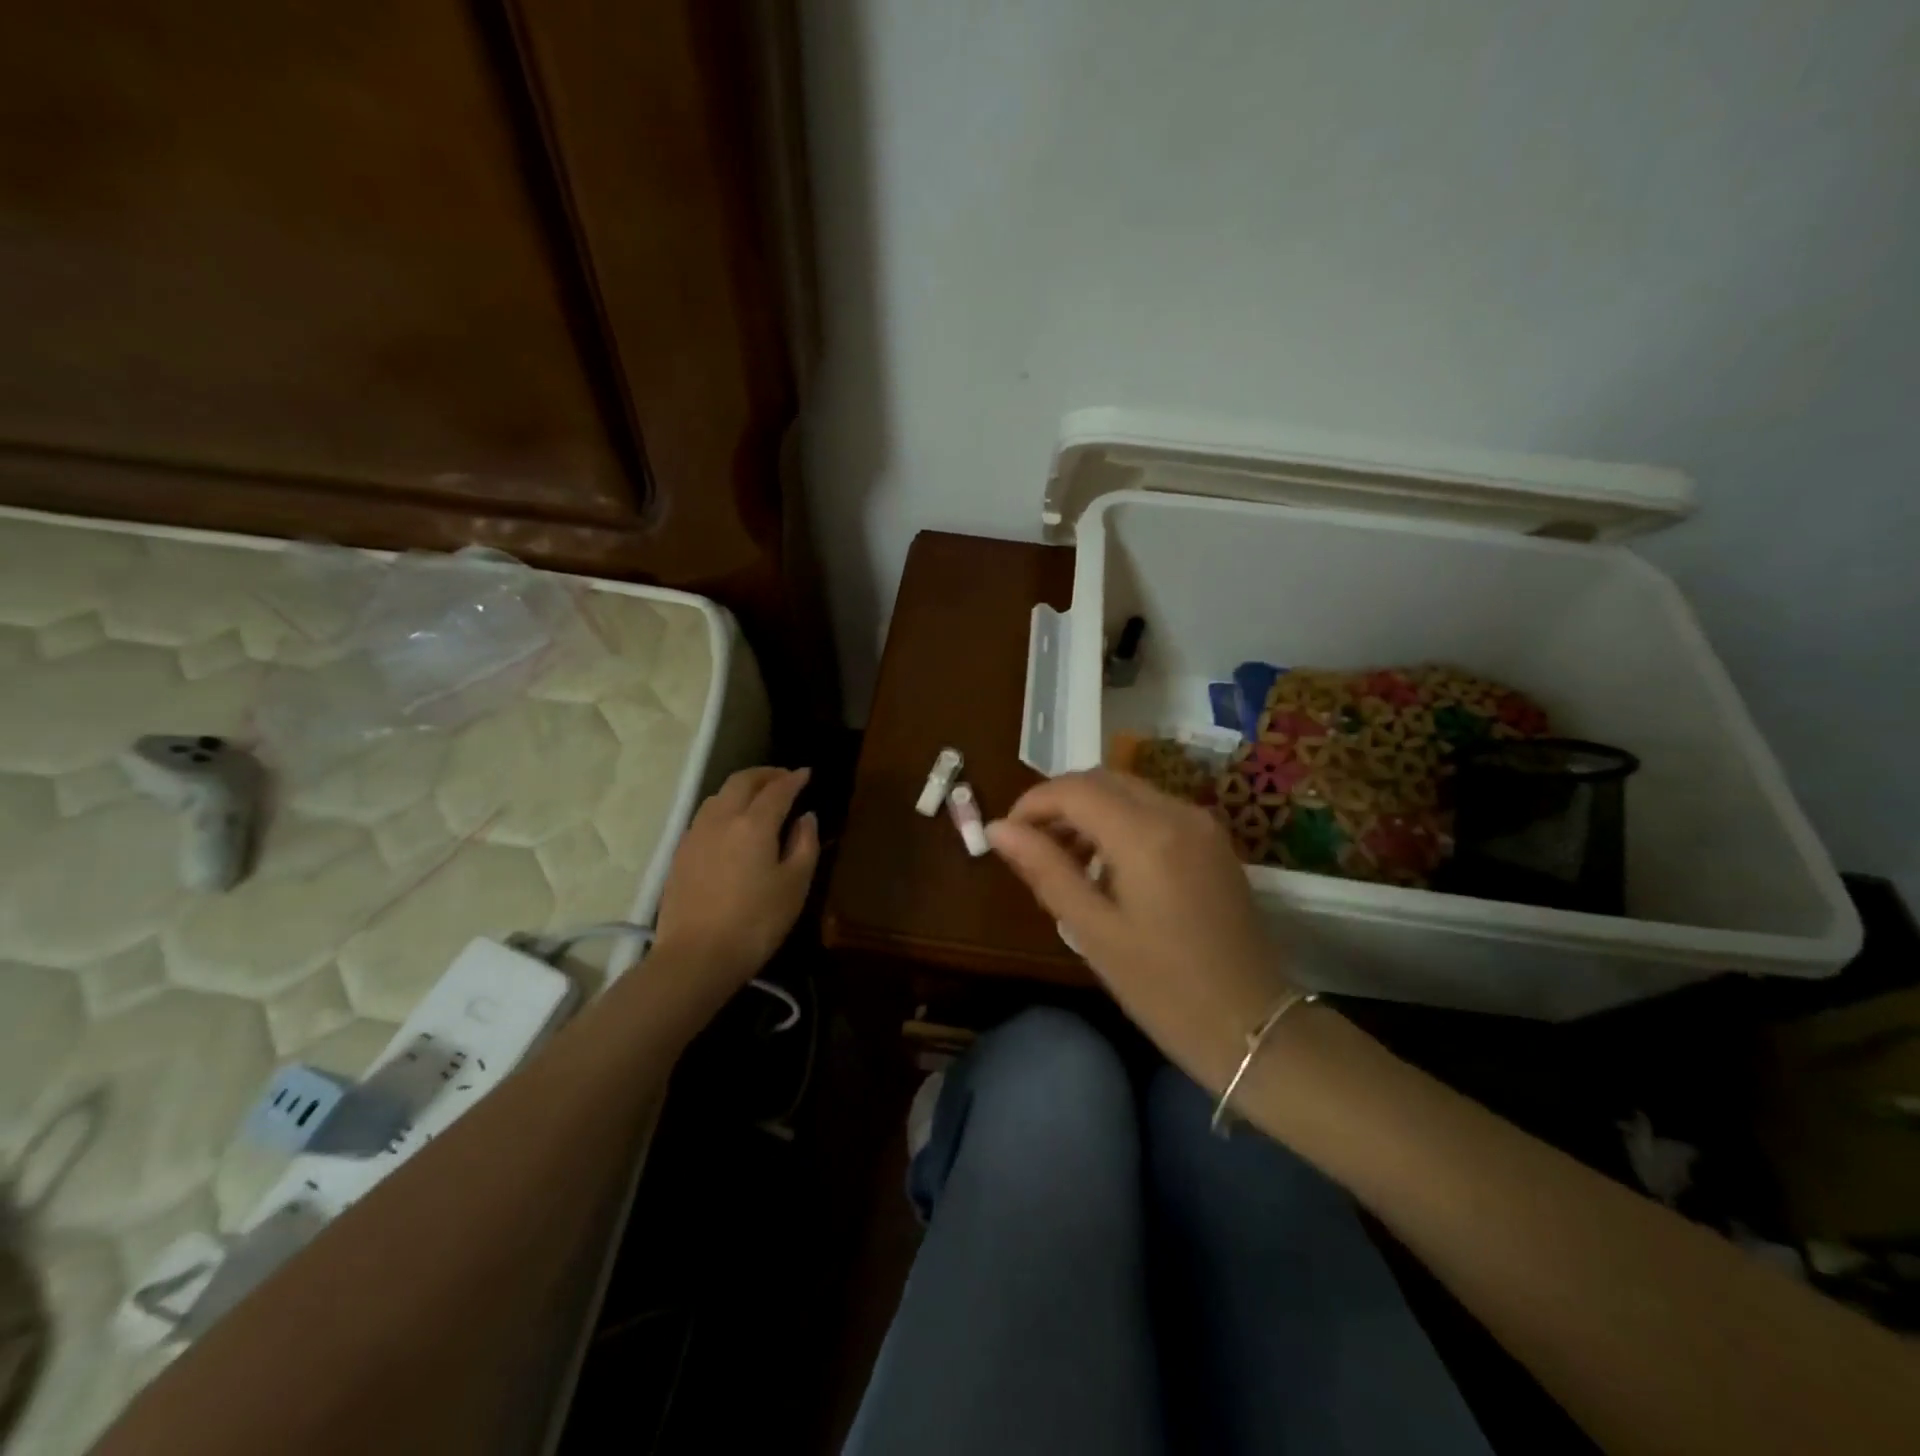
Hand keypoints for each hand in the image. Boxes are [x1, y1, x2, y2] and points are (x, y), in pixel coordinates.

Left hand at [652, 767, 819, 1001]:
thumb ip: (805, 845)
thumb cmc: (756, 922)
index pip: (778, 789)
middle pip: (742, 781)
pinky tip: (731, 824)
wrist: (696, 956)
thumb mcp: (795, 885)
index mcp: (754, 823)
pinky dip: (724, 807)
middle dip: (765, 774)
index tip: (807, 773)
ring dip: (742, 788)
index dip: (794, 779)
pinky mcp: (680, 853)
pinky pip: (705, 815)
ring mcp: (696, 834)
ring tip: (757, 797)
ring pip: (719, 795)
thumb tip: (806, 817)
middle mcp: (722, 818)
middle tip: (783, 778)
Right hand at [987, 769, 1291, 1090]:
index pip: (1074, 789)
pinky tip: (1108, 864)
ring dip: (1090, 810)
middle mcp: (1178, 813)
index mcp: (1146, 835)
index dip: (1032, 803)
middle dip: (1059, 803)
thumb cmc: (1163, 988)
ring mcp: (1202, 824)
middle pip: (1103, 780)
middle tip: (1031, 846)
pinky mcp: (1214, 842)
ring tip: (1064, 859)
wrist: (1254, 1026)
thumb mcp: (1093, 931)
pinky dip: (1121, 821)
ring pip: (1130, 791)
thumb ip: (1045, 870)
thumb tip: (998, 829)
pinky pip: (1156, 810)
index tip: (1006, 835)